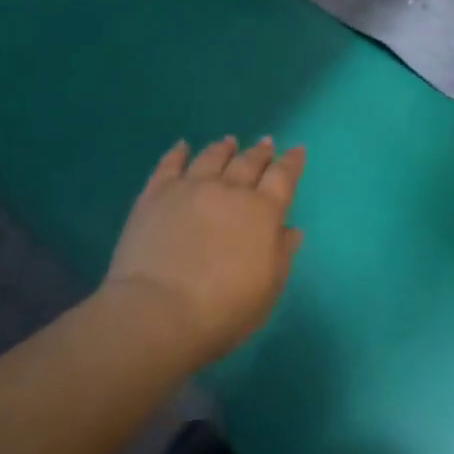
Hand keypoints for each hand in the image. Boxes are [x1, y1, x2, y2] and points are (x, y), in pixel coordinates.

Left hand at [102, 136, 307, 367]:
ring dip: (223, 148)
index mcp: (262, 212)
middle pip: (248, 162)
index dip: (291, 162)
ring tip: (229, 142)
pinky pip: (169, 164)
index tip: (297, 150)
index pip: (282, 177)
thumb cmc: (223, 310)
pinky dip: (178, 153)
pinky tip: (182, 146)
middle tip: (266, 142)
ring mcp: (190, 188)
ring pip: (211, 158)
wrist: (158, 312)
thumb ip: (281, 255)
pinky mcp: (156, 194)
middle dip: (260, 152)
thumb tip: (290, 229)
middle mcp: (229, 190)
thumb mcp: (267, 290)